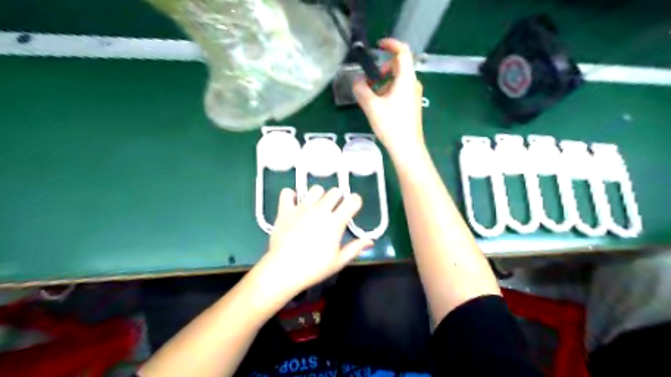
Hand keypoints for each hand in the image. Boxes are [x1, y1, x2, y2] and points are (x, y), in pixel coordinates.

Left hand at [256, 186, 371, 299]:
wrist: (283, 270)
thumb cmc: (314, 268)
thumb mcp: (338, 261)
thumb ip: (355, 248)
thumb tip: (370, 241)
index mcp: (335, 222)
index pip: (353, 200)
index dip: (355, 202)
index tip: (352, 209)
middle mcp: (320, 210)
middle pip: (335, 191)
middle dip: (338, 199)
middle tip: (333, 211)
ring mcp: (301, 208)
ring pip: (315, 189)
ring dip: (319, 196)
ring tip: (315, 208)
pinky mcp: (285, 210)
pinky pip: (288, 192)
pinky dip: (292, 196)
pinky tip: (295, 204)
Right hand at [352, 39, 423, 160]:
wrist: (407, 148)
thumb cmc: (391, 125)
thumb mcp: (371, 106)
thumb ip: (361, 90)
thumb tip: (356, 80)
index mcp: (406, 79)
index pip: (402, 52)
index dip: (391, 44)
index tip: (378, 46)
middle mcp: (413, 84)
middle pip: (399, 66)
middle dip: (382, 68)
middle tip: (370, 80)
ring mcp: (414, 95)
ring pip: (398, 79)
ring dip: (383, 82)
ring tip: (371, 96)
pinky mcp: (412, 105)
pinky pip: (400, 90)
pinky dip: (388, 91)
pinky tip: (379, 106)